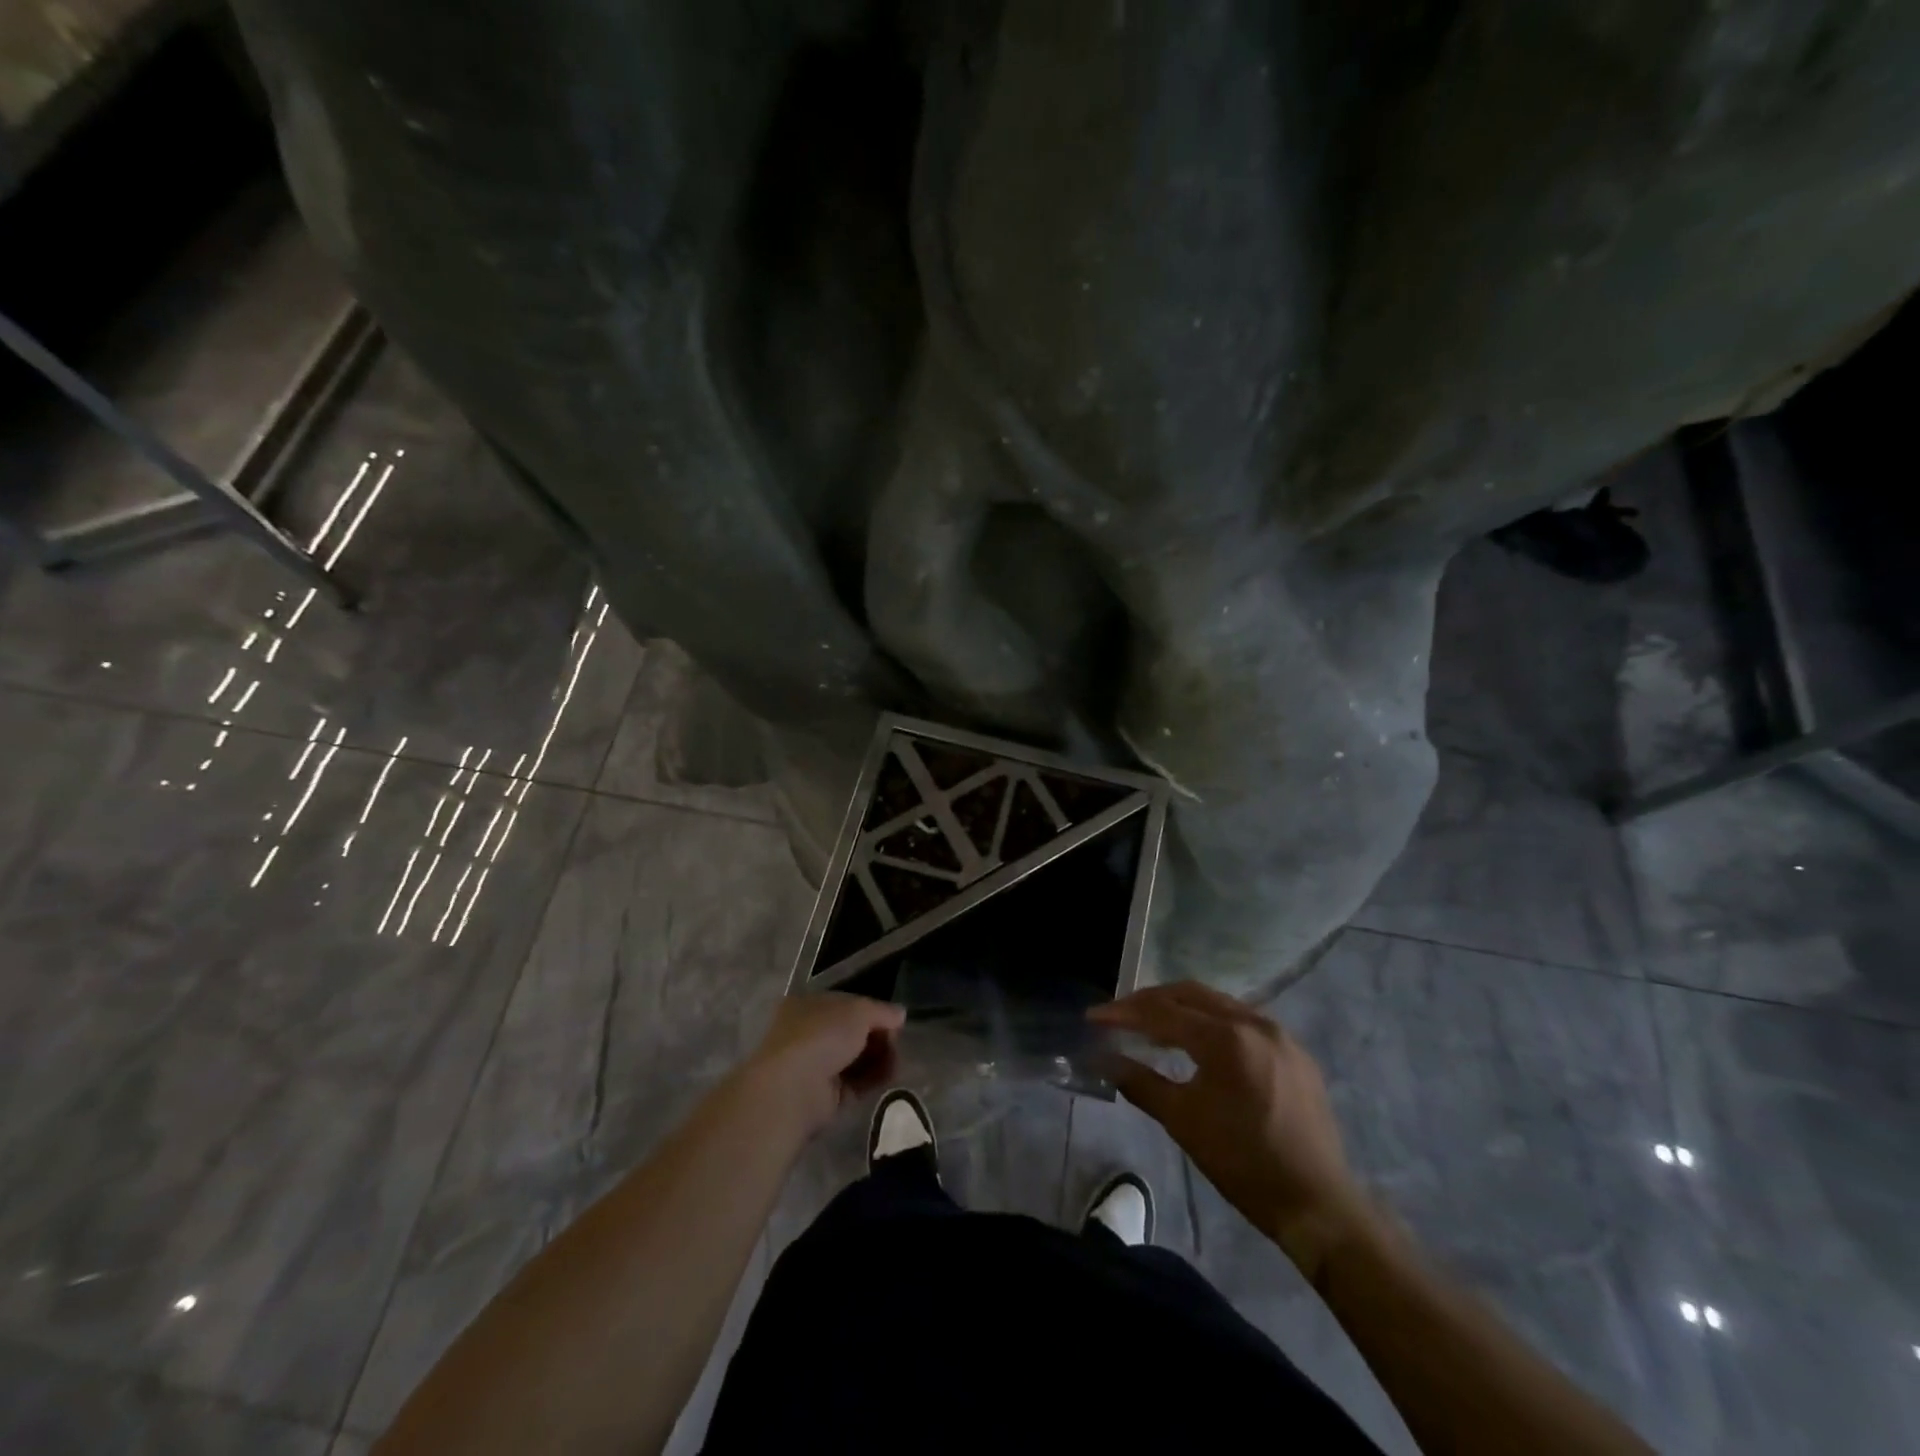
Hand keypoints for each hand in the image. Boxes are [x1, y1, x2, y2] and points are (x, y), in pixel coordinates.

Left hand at [740, 992, 905, 1136]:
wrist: (794, 1088)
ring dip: (879, 1059)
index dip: (873, 1011)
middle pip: (854, 1033)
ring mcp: (815, 1066)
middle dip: (878, 1037)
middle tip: (896, 1043)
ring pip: (856, 1059)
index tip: (894, 1020)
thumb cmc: (822, 1035)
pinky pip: (855, 1084)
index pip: (848, 1005)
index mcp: (809, 1006)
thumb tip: (900, 1014)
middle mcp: (809, 1034)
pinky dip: (873, 1080)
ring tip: (897, 1063)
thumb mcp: (858, 1011)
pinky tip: (890, 1078)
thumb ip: (882, 1011)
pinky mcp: (825, 1096)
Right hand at [1089, 982, 1369, 1272]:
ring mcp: (1279, 1034)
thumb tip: (1103, 1060)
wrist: (1318, 1205)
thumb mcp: (1183, 1121)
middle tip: (1120, 1014)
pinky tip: (1197, 1044)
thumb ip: (1140, 1082)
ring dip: (1181, 1009)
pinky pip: (1242, 1021)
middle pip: (1190, 994)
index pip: (1163, 1012)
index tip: (1094, 1018)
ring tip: (1152, 1027)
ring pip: (1218, 1004)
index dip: (1124, 1013)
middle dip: (1150, 1001)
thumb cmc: (1243, 1163)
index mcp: (1226, 1038)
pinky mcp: (1294, 1052)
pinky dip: (1211, 1023)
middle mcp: (1254, 1022)